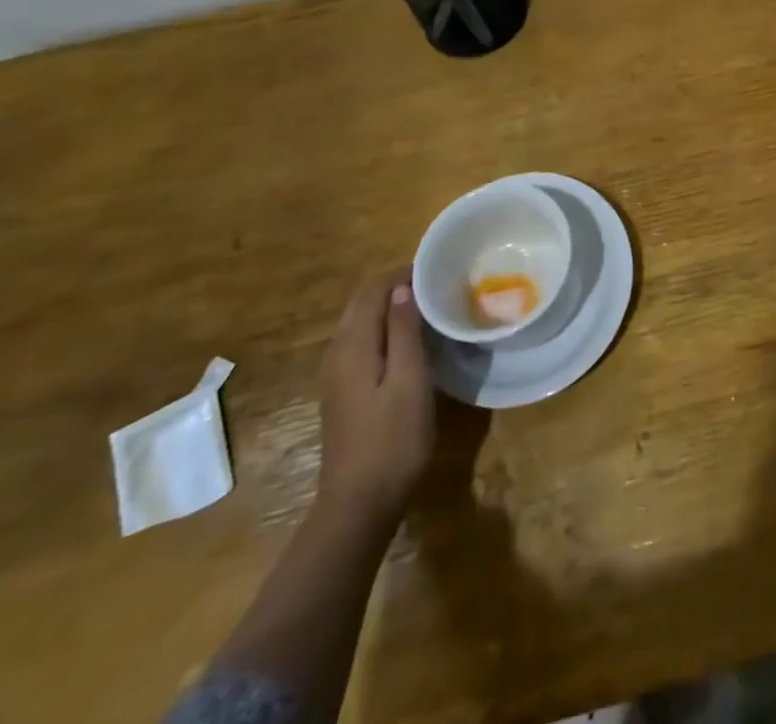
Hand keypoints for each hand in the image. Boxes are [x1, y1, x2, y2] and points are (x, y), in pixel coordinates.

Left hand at [316, 271, 435, 529]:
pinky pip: (363, 343)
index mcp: (351, 346)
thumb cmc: (392, 439)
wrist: (359, 505)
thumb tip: (402, 288)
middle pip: (363, 303)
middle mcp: (337, 353)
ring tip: (430, 307)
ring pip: (362, 323)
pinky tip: (411, 341)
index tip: (438, 270)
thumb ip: (402, 331)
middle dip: (397, 286)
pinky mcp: (344, 392)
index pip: (372, 289)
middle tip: (438, 285)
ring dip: (391, 308)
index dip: (402, 273)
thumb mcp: (409, 380)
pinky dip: (385, 329)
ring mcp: (336, 375)